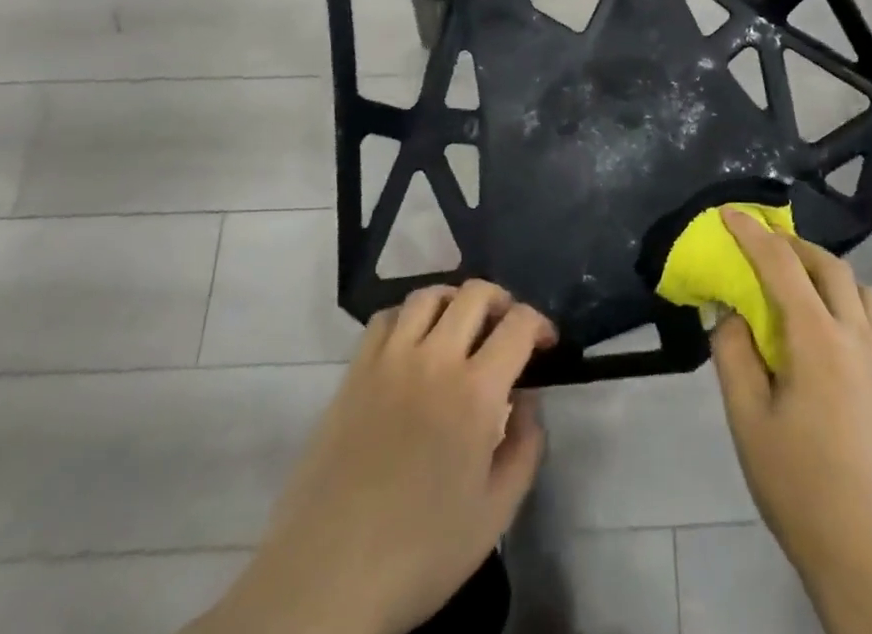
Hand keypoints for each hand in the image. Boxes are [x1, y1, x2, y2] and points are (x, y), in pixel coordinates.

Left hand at [188, 281, 556, 633]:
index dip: (540, 324)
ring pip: (429, 295)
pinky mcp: (355, 372)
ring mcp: (390, 360)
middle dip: (502, 302)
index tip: (544, 344)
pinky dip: (408, 316)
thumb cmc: (420, 552)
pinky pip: (386, 318)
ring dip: (455, 301)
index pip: (519, 324)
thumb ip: (525, 447)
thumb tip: (528, 401)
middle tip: (506, 330)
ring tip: (461, 327)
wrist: (327, 578)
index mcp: (476, 392)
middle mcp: (435, 359)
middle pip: (476, 294)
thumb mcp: (495, 514)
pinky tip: (414, 343)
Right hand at [713, 211, 871, 633]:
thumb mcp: (748, 421)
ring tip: (798, 288)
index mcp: (818, 340)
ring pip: (861, 289)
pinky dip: (847, 303)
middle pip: (830, 265)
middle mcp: (858, 336)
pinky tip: (826, 337)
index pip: (782, 265)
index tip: (730, 212)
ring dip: (827, 273)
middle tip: (763, 247)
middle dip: (793, 245)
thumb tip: (728, 312)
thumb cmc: (800, 489)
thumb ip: (733, 355)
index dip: (753, 233)